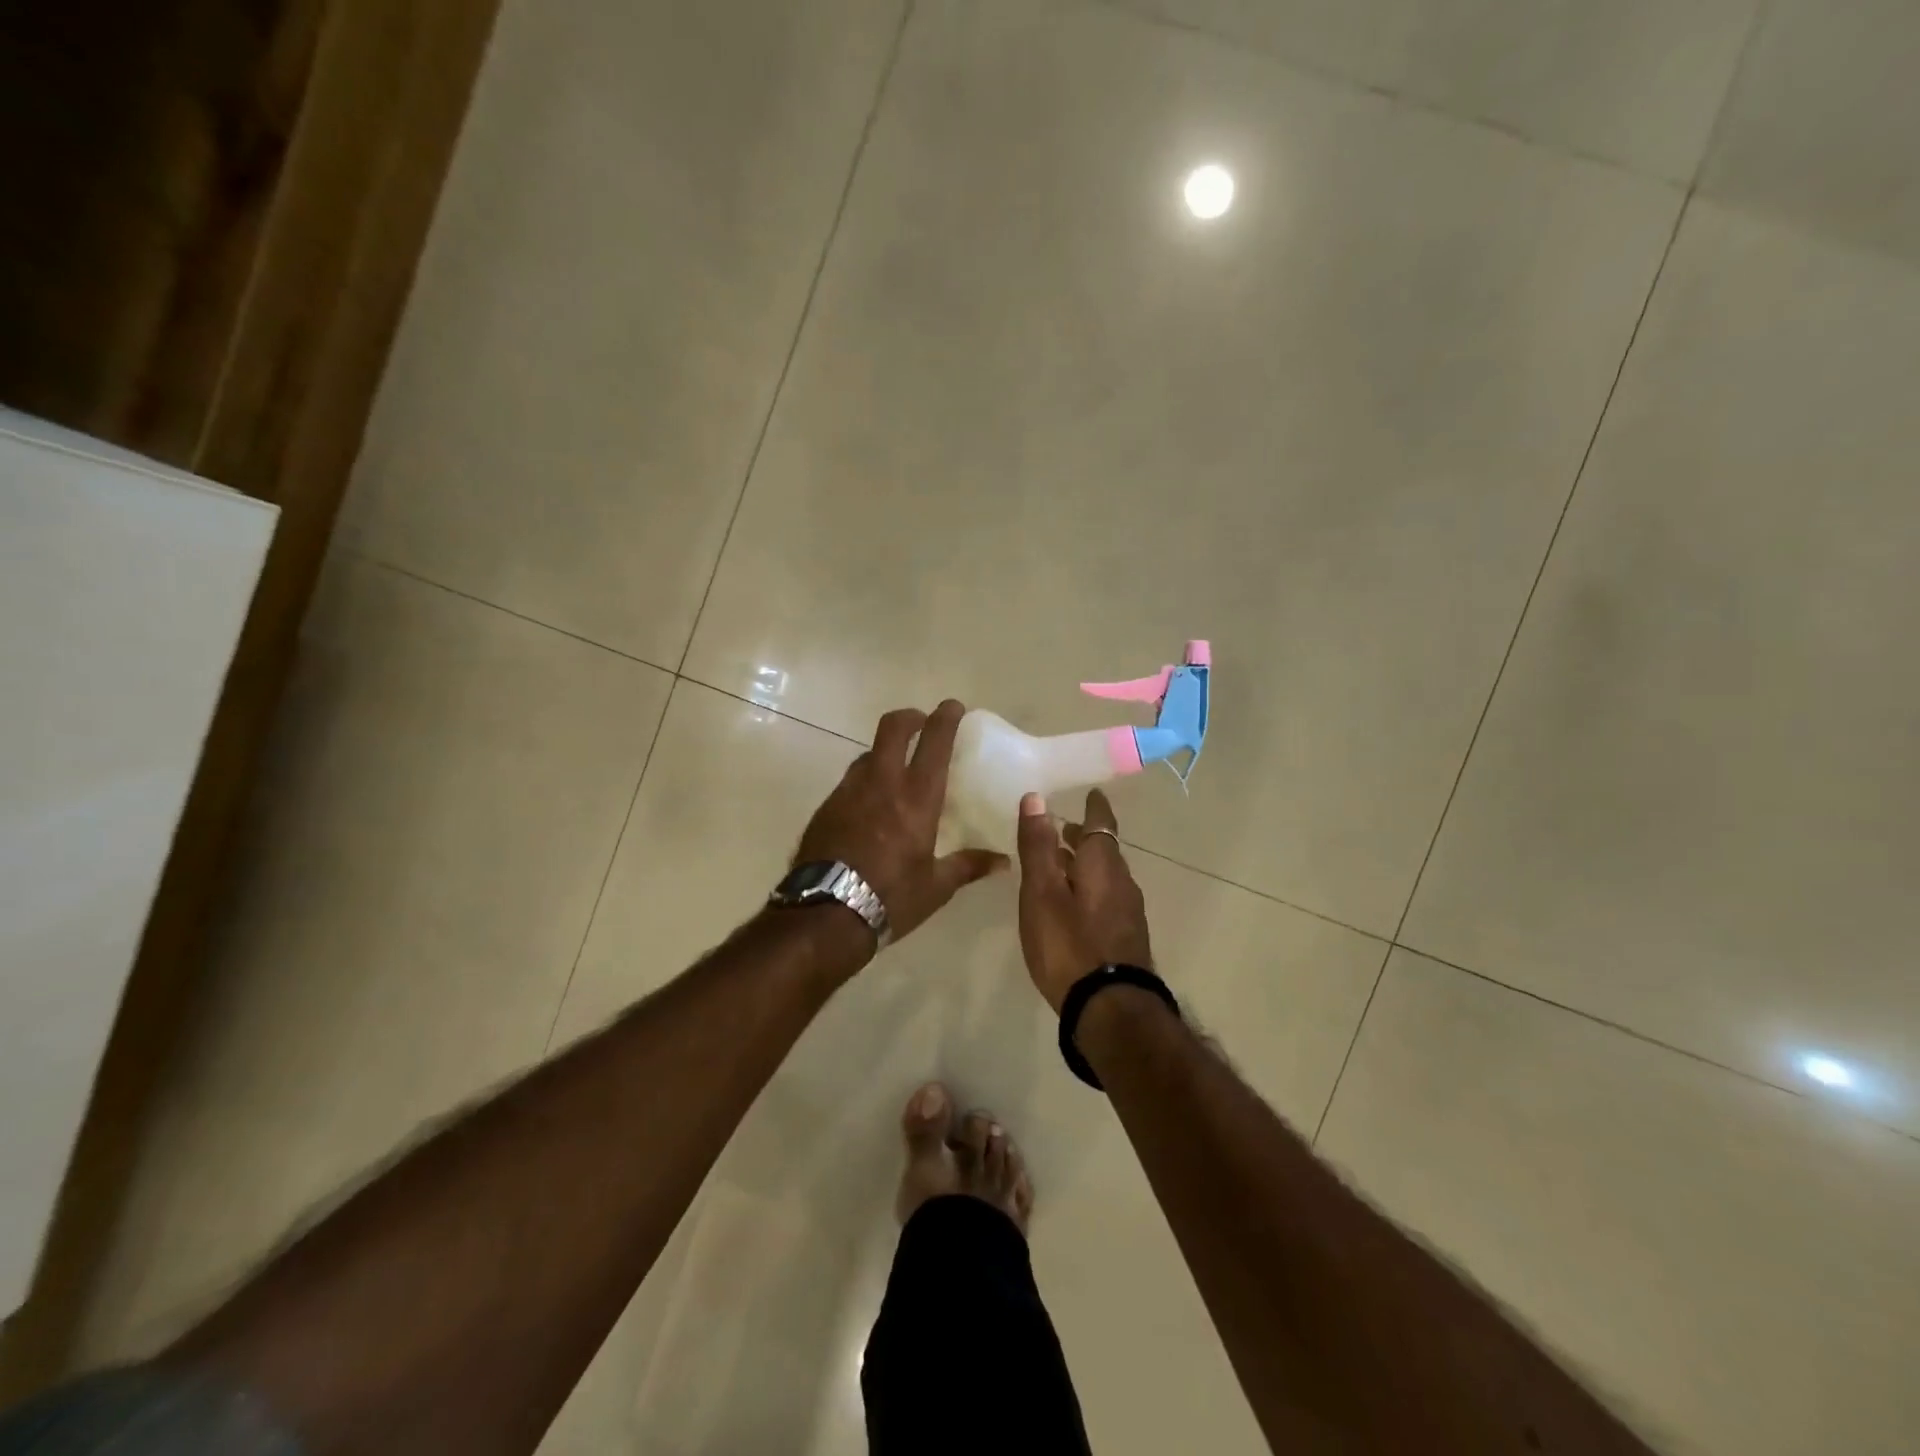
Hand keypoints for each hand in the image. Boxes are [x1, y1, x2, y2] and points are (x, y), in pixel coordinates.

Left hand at [794, 700, 1005, 947]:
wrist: (825, 914)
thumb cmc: (891, 897)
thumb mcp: (936, 886)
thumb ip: (969, 866)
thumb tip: (1002, 861)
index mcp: (916, 797)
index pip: (934, 741)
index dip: (945, 717)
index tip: (953, 707)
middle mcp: (882, 783)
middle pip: (893, 727)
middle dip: (910, 717)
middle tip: (921, 722)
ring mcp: (849, 791)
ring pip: (868, 753)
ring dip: (885, 751)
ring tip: (896, 769)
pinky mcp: (827, 806)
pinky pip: (850, 781)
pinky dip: (865, 780)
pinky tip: (870, 805)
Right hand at [1014, 788, 1154, 1011]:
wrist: (1110, 1009)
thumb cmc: (1069, 943)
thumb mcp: (1042, 892)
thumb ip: (1038, 846)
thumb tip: (1036, 797)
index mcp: (1102, 864)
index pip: (1101, 823)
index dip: (1094, 806)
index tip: (1091, 793)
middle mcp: (1122, 882)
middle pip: (1104, 850)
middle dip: (1084, 837)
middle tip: (1063, 828)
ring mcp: (1128, 912)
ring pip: (1106, 876)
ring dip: (1085, 865)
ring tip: (1062, 866)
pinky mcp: (1126, 938)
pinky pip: (1107, 899)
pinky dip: (1090, 889)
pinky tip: (1074, 905)